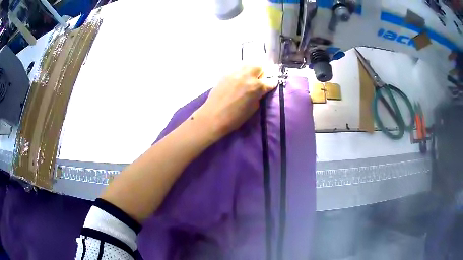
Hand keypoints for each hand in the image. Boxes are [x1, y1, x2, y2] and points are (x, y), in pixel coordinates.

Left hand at [194, 66, 276, 139]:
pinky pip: (237, 69)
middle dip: (262, 72)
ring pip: (247, 64)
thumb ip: (258, 96)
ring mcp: (235, 73)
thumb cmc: (235, 117)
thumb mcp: (253, 108)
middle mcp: (247, 76)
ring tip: (249, 78)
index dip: (272, 84)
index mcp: (256, 87)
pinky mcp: (226, 74)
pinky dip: (241, 73)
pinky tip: (238, 80)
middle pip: (259, 66)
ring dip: (251, 70)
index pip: (270, 81)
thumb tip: (259, 91)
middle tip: (260, 80)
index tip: (271, 86)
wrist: (213, 116)